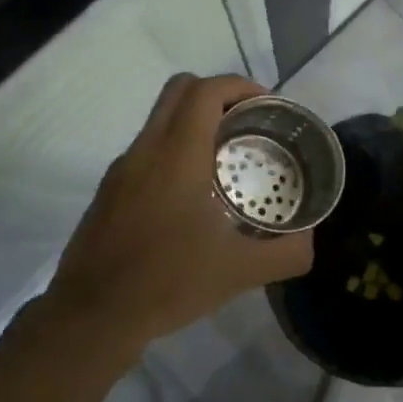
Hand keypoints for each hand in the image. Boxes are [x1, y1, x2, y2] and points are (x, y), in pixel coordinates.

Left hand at [38, 73, 313, 361]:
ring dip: (195, 122)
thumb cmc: (167, 283)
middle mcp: (146, 150)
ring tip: (227, 159)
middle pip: (179, 90)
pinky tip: (193, 195)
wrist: (92, 316)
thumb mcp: (239, 273)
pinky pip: (147, 149)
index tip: (267, 105)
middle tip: (249, 122)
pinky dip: (175, 149)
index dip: (240, 86)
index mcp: (177, 156)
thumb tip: (310, 241)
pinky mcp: (109, 190)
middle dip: (218, 93)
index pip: (205, 91)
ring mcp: (122, 169)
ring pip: (160, 119)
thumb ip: (285, 253)